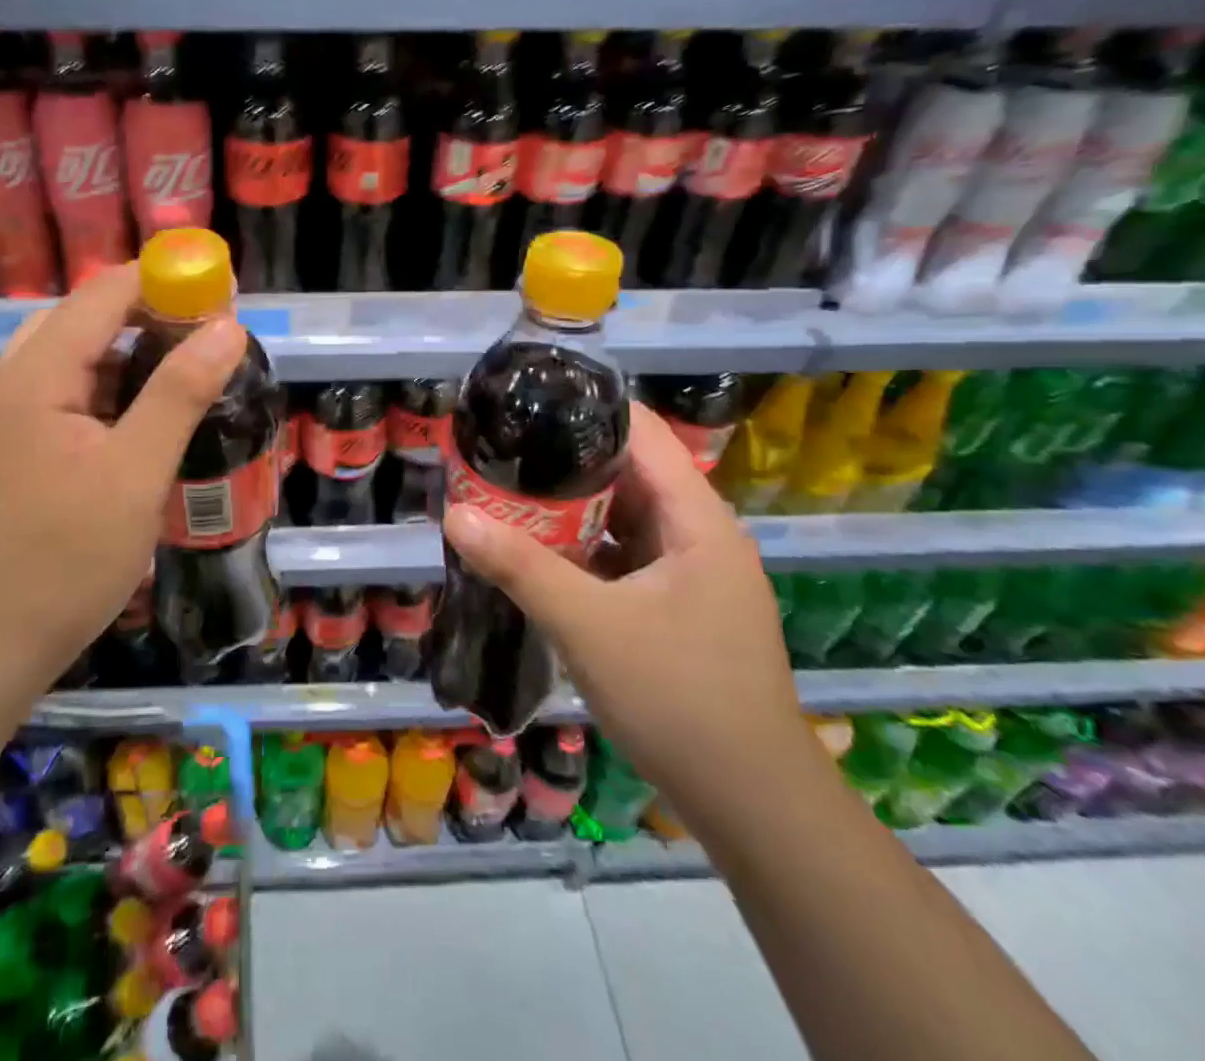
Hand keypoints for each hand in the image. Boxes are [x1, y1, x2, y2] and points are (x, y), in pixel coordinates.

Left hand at [0, 264, 245, 694]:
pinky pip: (67, 394)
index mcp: (35, 374)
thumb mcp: (136, 473)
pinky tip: (145, 417)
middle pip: (85, 318)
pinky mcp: (13, 448)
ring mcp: (6, 417)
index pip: (102, 294)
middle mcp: (12, 382)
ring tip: (187, 369)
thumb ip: (180, 392)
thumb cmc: (64, 559)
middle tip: (209, 334)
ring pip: (76, 358)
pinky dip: (110, 389)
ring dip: (131, 352)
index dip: (162, 280)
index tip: (220, 289)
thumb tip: (227, 326)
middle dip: (150, 314)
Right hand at [442, 402, 813, 818]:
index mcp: (698, 519)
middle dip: (564, 460)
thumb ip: (520, 567)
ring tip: (506, 491)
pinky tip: (536, 553)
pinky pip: (623, 556)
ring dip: (569, 508)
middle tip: (500, 450)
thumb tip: (455, 514)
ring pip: (623, 517)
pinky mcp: (677, 606)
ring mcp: (691, 573)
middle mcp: (700, 534)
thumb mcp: (589, 626)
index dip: (588, 407)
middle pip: (628, 472)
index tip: (528, 400)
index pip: (644, 432)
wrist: (749, 805)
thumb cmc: (678, 698)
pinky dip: (582, 549)